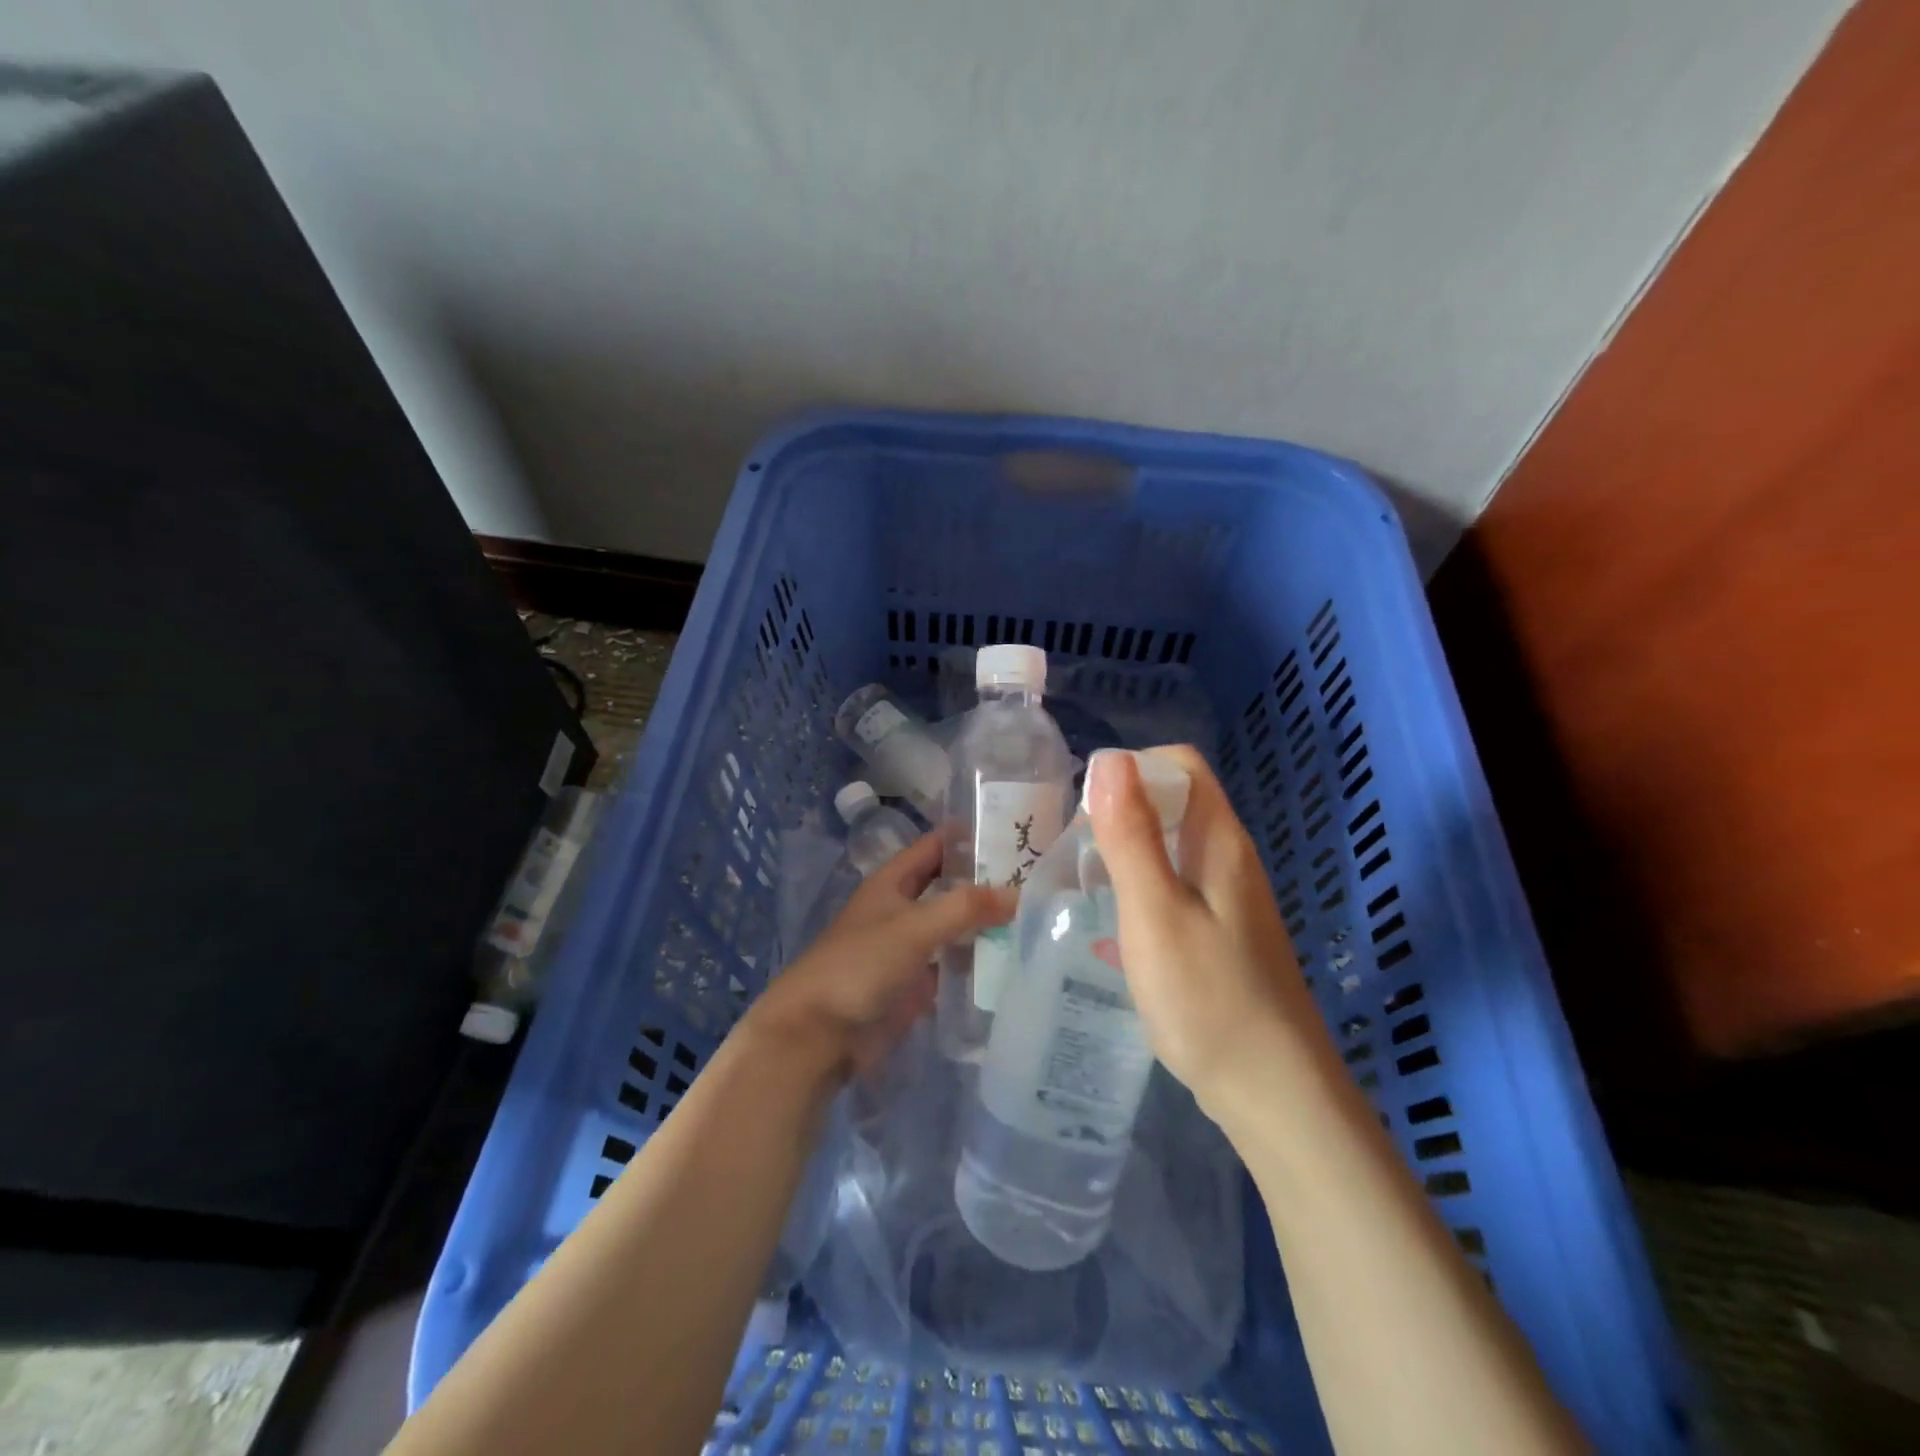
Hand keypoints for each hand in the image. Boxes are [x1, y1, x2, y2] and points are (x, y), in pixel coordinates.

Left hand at [746, 832, 1013, 1079]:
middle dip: (984, 881)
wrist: (819, 1034)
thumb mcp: (913, 927)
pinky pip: (953, 964)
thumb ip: (965, 908)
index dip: (967, 836)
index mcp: (892, 882)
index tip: (1012, 829)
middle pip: (948, 886)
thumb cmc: (860, 965)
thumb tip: (1018, 893)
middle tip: (1036, 875)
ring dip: (985, 921)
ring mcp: (910, 948)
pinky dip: (978, 960)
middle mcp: (902, 909)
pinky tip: (1014, 958)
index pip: (935, 847)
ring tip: (1038, 913)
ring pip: (954, 926)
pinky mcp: (917, 984)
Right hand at [1087, 746, 1325, 1111]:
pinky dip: (1141, 890)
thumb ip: (1131, 836)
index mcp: (1220, 841)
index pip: (1180, 765)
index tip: (1088, 811)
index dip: (1132, 770)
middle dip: (1121, 812)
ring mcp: (1229, 898)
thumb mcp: (1155, 912)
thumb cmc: (1208, 998)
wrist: (1274, 1094)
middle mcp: (1230, 859)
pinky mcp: (1222, 933)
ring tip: (1087, 886)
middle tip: (1078, 853)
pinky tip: (1116, 929)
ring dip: (1127, 853)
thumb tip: (1108, 759)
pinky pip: (1175, 886)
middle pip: (1174, 802)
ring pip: (1172, 847)